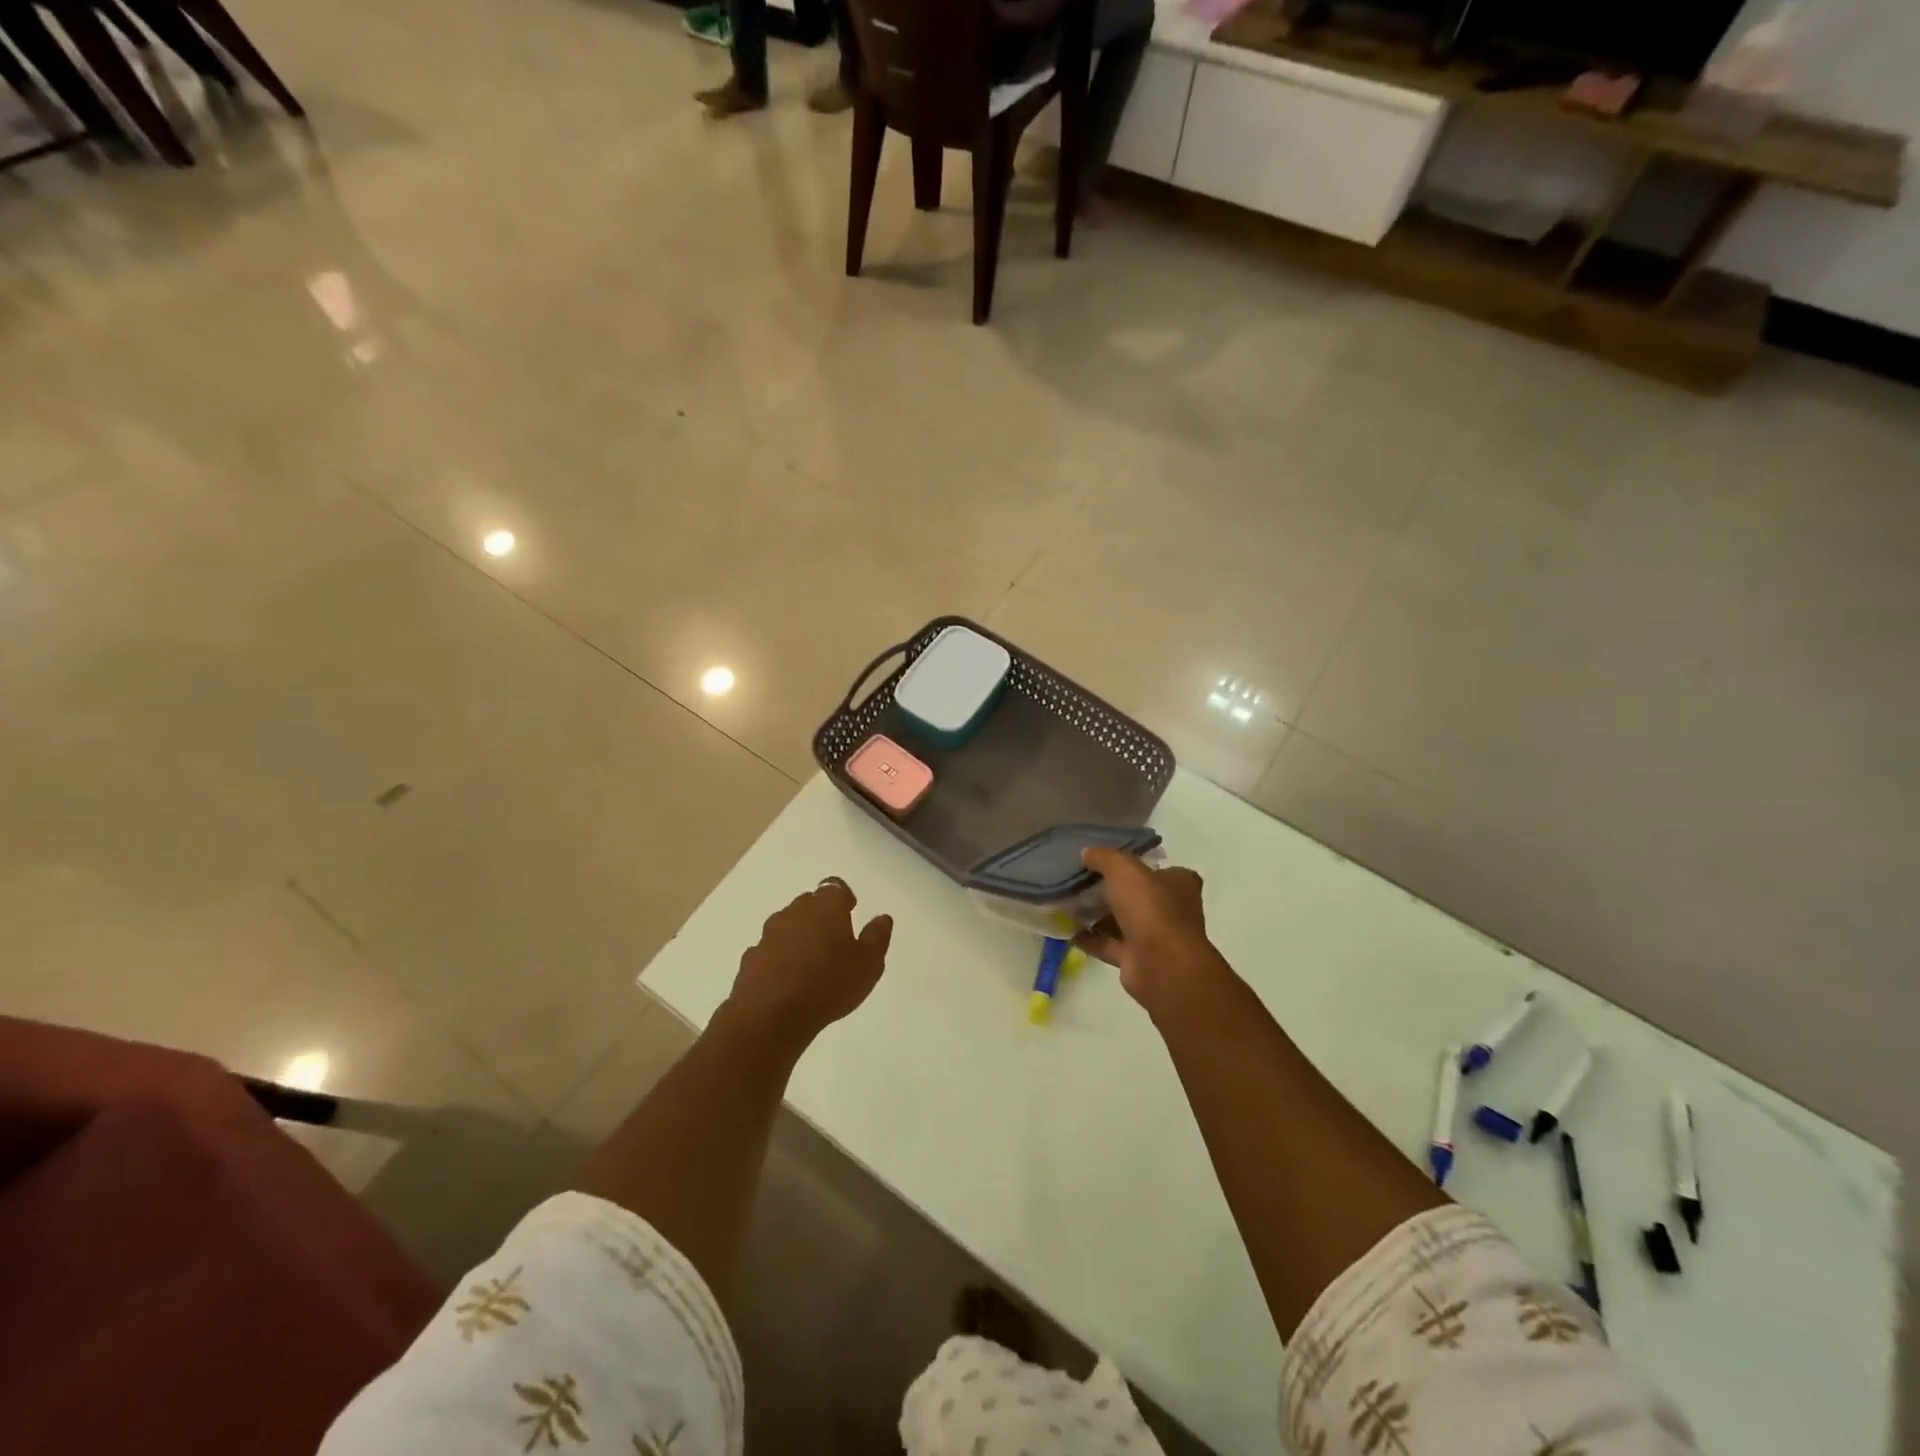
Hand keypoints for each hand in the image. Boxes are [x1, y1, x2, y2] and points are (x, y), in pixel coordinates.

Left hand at [726, 878, 892, 1049]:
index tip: (850, 911)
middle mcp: (795, 911)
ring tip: (810, 962)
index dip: (843, 898)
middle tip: (833, 940)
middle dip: (820, 916)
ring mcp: (768, 934)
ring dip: (798, 936)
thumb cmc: (828, 984)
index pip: (835, 887)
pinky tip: (787, 980)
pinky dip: (779, 958)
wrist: (770, 1015)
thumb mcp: (869, 964)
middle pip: (809, 904)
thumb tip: (882, 918)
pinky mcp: (751, 958)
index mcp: (826, 906)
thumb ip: (877, 937)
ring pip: (787, 925)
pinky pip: (770, 950)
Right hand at [1074, 849, 1223, 1014]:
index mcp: (1179, 884)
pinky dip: (1090, 939)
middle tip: (1080, 881)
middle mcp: (1171, 910)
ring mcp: (1155, 937)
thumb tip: (1087, 853)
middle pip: (1138, 896)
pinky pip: (1109, 945)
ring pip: (1122, 922)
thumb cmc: (1150, 907)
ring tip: (1067, 903)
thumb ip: (1105, 857)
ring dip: (1098, 916)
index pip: (1160, 869)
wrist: (1160, 964)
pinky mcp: (1137, 960)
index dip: (1136, 864)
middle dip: (1111, 891)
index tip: (1109, 862)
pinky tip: (1066, 930)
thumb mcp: (1124, 869)